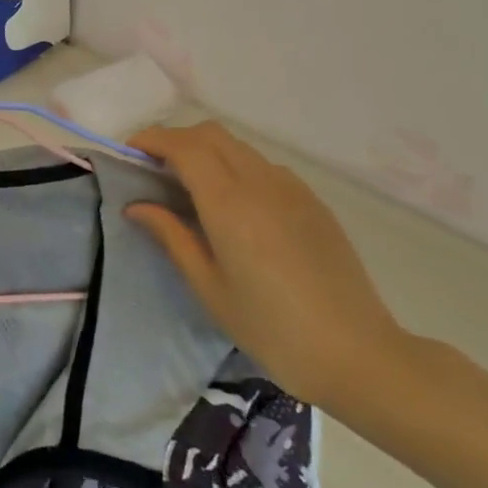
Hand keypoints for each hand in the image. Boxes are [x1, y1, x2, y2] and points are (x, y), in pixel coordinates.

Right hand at [127, 121, 407, 410]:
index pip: (184, 146)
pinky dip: (235, 167)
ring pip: (238, 147)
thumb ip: (172, 236)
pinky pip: (263, 166)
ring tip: (188, 187)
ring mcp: (292, 188)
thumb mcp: (209, 286)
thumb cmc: (271, 328)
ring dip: (206, 151)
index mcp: (230, 203)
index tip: (130, 153)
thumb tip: (136, 206)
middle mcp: (261, 182)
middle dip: (176, 139)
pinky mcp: (312, 201)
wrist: (357, 353)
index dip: (152, 140)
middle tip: (153, 168)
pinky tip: (233, 206)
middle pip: (211, 134)